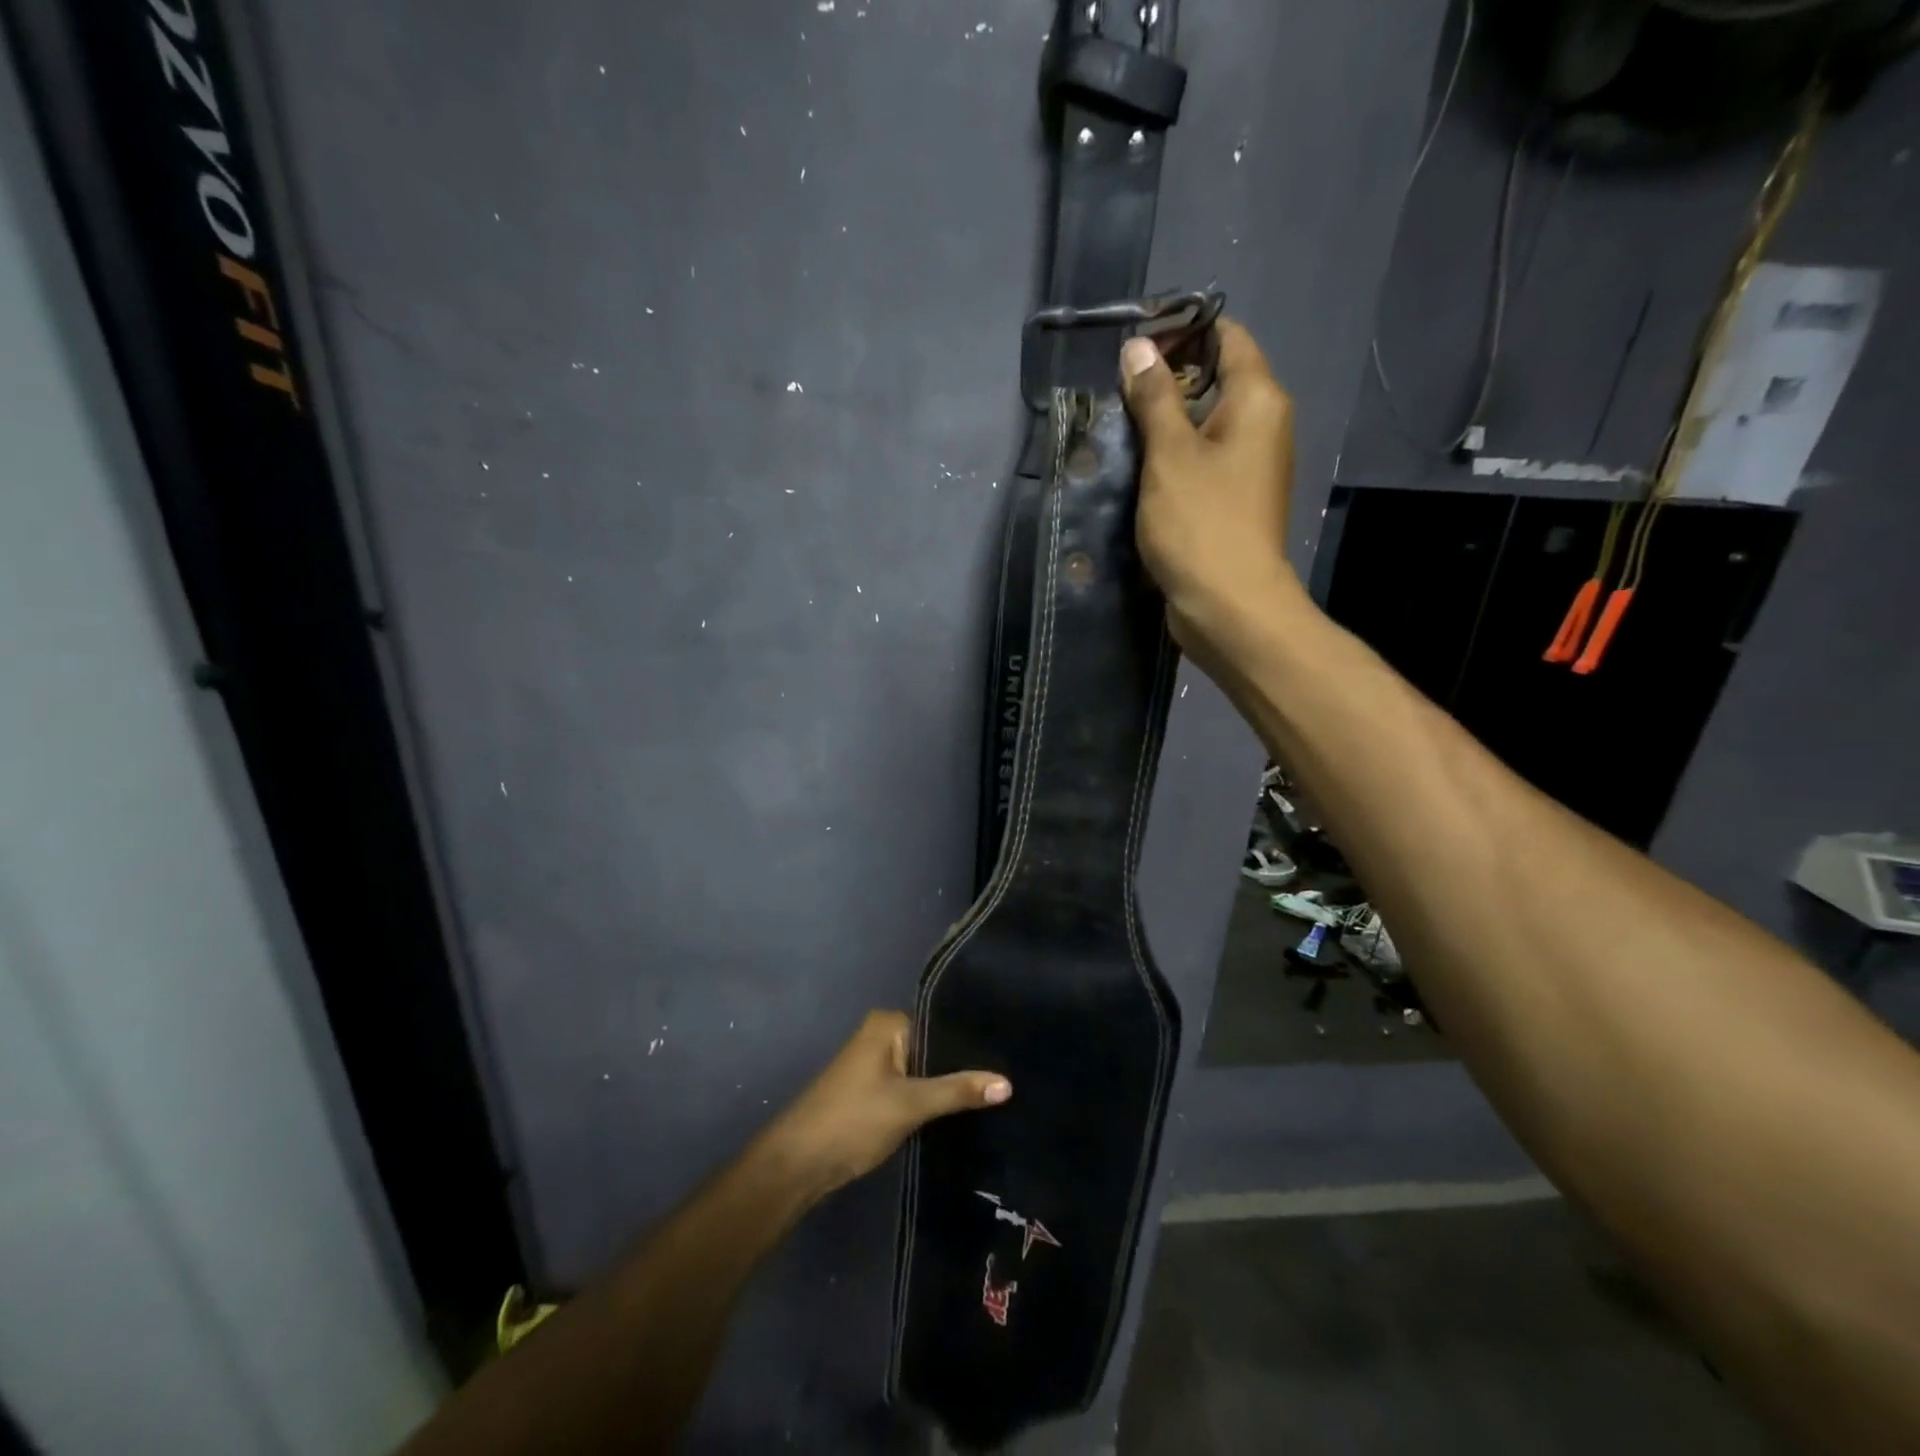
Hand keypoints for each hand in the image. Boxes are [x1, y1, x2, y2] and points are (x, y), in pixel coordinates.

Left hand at [764, 1011, 1010, 1196]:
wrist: (799, 1164)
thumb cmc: (853, 1120)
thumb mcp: (911, 1104)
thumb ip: (958, 1091)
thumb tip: (1008, 1083)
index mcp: (888, 1023)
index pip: (942, 1023)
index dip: (973, 1042)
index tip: (1009, 1056)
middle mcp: (882, 1035)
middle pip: (934, 1047)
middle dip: (963, 1066)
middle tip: (1008, 1080)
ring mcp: (876, 1064)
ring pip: (924, 1070)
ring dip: (948, 1085)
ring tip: (995, 1095)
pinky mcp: (874, 1091)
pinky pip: (913, 1086)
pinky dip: (931, 1098)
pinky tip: (962, 1111)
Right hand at [1119, 321, 1304, 677]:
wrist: (1229, 605)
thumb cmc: (1201, 523)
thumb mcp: (1169, 455)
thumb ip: (1154, 397)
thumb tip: (1139, 349)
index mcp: (1258, 400)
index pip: (1227, 337)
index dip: (1183, 332)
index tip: (1135, 343)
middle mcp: (1264, 425)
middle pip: (1217, 378)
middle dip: (1168, 377)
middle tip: (1116, 387)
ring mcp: (1251, 466)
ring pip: (1207, 423)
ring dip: (1166, 420)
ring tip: (1118, 424)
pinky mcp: (1234, 500)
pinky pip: (1203, 459)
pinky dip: (1173, 455)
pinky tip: (1137, 466)